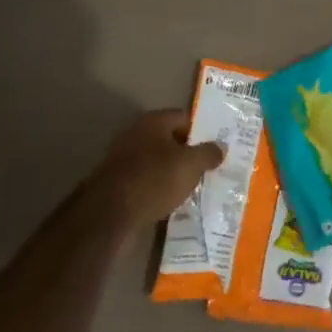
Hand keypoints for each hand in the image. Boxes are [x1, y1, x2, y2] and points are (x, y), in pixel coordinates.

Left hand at [85, 110, 224, 228]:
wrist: (111, 213)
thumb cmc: (155, 179)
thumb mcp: (191, 165)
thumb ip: (208, 153)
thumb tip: (220, 146)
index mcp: (153, 121)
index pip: (184, 117)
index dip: (201, 131)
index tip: (215, 148)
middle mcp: (136, 134)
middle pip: (169, 139)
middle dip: (187, 153)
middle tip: (207, 168)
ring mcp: (123, 158)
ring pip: (157, 161)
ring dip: (172, 172)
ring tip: (192, 187)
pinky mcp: (117, 182)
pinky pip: (146, 180)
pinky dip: (158, 188)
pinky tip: (171, 201)